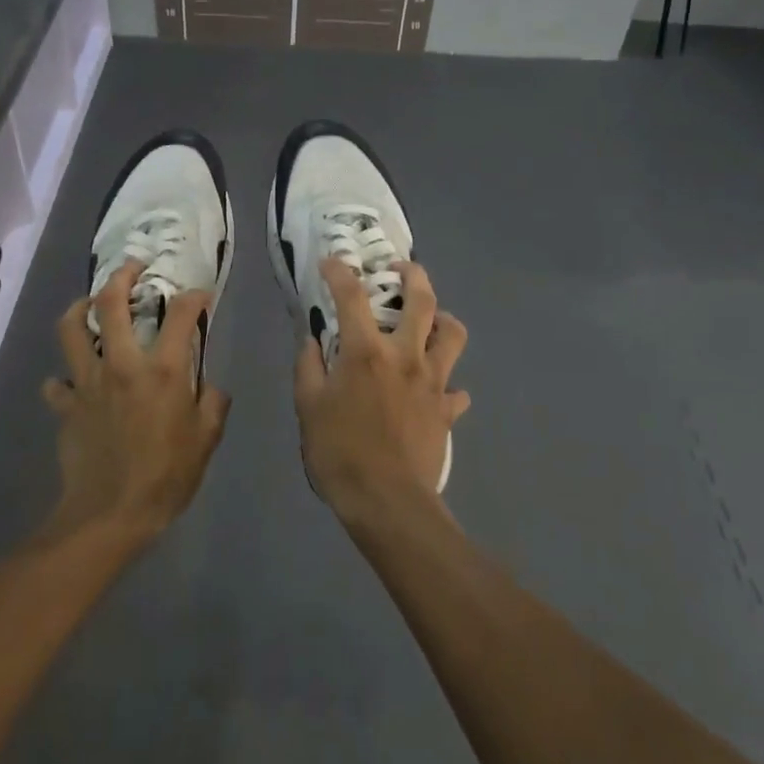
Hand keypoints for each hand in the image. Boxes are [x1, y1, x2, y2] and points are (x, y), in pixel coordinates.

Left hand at [42, 261, 231, 544]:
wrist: (109, 515)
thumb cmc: (166, 477)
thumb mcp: (206, 441)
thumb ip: (214, 404)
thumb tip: (210, 387)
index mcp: (164, 371)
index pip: (181, 315)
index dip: (194, 297)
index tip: (199, 295)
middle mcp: (122, 365)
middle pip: (111, 304)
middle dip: (123, 276)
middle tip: (134, 267)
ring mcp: (87, 382)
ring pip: (71, 328)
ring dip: (80, 307)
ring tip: (90, 302)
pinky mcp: (65, 405)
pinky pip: (57, 383)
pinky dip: (64, 378)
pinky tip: (74, 381)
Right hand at [293, 258, 469, 521]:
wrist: (387, 501)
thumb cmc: (340, 452)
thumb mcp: (308, 407)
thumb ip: (308, 367)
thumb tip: (312, 341)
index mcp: (367, 352)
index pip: (351, 297)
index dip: (339, 272)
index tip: (331, 262)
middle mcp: (406, 356)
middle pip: (422, 300)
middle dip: (413, 275)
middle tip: (401, 269)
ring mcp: (433, 382)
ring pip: (453, 335)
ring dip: (443, 320)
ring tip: (430, 322)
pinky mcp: (446, 410)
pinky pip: (455, 389)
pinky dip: (447, 384)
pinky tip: (435, 390)